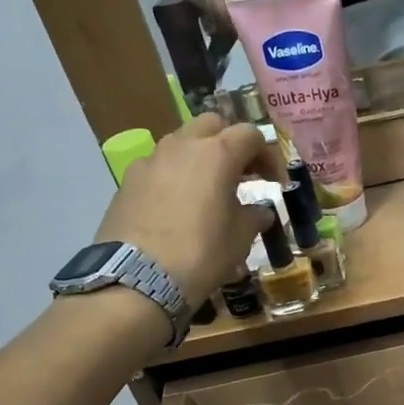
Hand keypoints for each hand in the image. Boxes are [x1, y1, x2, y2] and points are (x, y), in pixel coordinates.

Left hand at [93, 113, 278, 303]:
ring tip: (209, 190)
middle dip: (231, 144)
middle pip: (212, 125)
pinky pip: (159, 167)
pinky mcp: (128, 181)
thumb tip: (259, 211)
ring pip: (181, 143)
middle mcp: (182, 146)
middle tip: (242, 173)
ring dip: (201, 158)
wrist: (138, 279)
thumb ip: (254, 216)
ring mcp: (150, 160)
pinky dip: (175, 176)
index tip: (275, 182)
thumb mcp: (240, 237)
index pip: (250, 135)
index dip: (268, 156)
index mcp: (217, 153)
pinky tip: (178, 207)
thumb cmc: (202, 253)